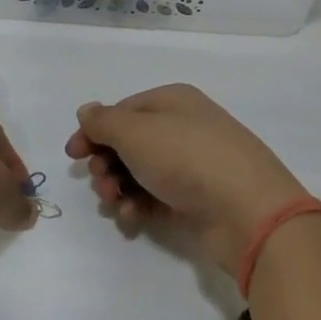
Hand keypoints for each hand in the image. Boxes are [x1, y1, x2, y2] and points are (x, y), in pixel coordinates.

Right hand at [64, 84, 311, 276]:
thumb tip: (87, 111)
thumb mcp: (137, 132)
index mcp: (173, 101)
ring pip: (141, 173)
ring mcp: (192, 165)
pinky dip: (139, 207)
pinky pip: (157, 198)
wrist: (248, 211)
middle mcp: (184, 128)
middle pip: (130, 143)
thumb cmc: (187, 159)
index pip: (123, 111)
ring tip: (115, 203)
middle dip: (106, 163)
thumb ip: (105, 122)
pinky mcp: (197, 200)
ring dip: (119, 187)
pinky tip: (132, 218)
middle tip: (100, 181)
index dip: (94, 131)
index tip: (72, 155)